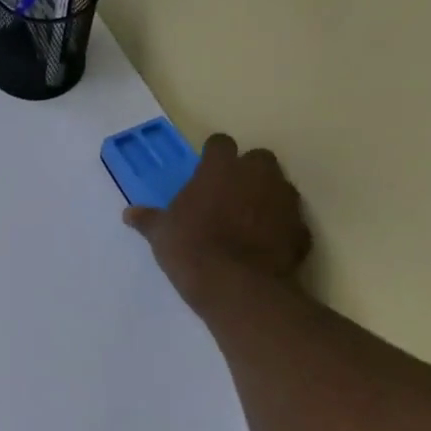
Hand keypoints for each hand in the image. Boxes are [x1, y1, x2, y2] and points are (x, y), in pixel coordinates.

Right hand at [124, 134, 311, 304]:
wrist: (237, 287)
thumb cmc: (191, 249)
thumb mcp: (161, 234)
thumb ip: (149, 219)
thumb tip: (129, 213)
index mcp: (221, 168)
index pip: (220, 144)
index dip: (213, 156)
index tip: (205, 172)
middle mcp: (257, 175)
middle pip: (258, 159)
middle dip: (247, 172)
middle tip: (228, 195)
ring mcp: (285, 200)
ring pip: (279, 187)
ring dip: (266, 198)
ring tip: (247, 222)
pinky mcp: (302, 229)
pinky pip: (290, 221)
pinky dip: (280, 228)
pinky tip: (264, 246)